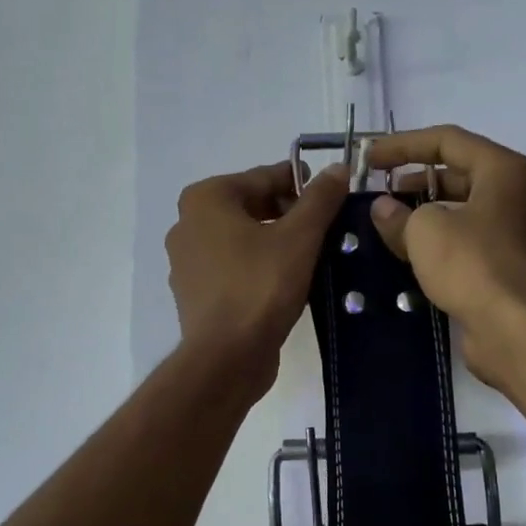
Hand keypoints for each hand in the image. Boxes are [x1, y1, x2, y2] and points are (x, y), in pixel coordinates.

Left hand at [165, 160, 347, 399]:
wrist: (227, 357)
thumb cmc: (260, 287)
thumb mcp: (300, 237)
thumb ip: (320, 199)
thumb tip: (338, 168)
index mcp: (205, 199)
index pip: (263, 178)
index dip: (301, 184)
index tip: (332, 196)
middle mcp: (187, 224)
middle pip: (250, 207)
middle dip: (289, 215)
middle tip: (325, 230)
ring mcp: (187, 262)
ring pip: (242, 240)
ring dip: (275, 243)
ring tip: (312, 257)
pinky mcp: (195, 294)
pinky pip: (233, 268)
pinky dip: (258, 268)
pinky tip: (286, 283)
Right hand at [366, 126, 525, 387]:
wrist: (516, 329)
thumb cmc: (473, 264)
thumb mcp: (425, 231)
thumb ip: (399, 214)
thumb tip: (383, 209)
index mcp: (502, 170)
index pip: (447, 140)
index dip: (403, 145)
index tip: (369, 159)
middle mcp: (513, 196)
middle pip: (456, 175)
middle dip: (413, 182)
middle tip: (377, 195)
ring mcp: (512, 234)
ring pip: (459, 213)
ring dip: (422, 217)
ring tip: (385, 227)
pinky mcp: (504, 269)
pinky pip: (464, 245)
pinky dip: (436, 246)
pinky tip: (406, 258)